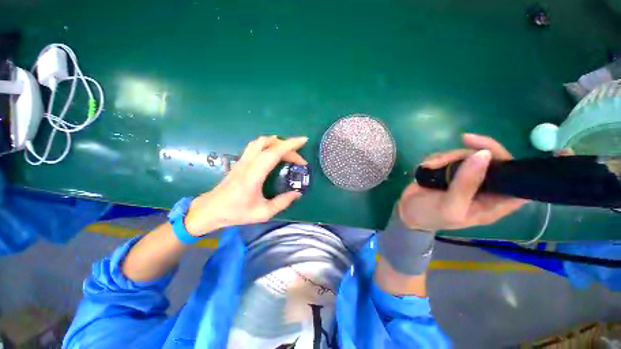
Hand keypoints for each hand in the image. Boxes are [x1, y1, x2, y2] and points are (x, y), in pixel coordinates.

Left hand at [184, 136, 307, 235]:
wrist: (210, 209)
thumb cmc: (236, 212)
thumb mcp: (263, 213)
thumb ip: (282, 202)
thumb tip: (297, 193)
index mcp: (254, 175)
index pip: (273, 153)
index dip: (290, 145)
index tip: (304, 140)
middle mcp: (248, 163)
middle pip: (269, 144)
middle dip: (288, 147)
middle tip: (299, 160)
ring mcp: (243, 160)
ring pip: (261, 141)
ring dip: (277, 142)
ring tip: (289, 152)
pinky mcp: (241, 161)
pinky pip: (256, 146)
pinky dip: (269, 144)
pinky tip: (274, 153)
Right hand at [398, 133, 526, 231]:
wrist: (405, 210)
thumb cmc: (429, 215)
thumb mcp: (449, 206)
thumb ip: (466, 184)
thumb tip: (483, 155)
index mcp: (492, 203)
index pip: (519, 184)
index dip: (517, 168)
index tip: (497, 154)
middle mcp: (484, 188)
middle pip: (492, 161)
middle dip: (471, 154)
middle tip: (451, 152)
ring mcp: (466, 177)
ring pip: (468, 155)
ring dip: (447, 156)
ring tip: (430, 166)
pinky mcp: (450, 171)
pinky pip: (450, 156)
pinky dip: (437, 158)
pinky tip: (427, 166)